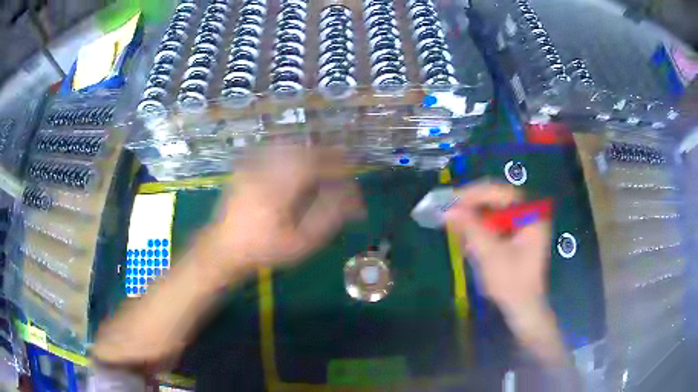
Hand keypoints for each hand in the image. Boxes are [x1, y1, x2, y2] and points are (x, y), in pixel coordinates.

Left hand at [203, 145, 363, 276]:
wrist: (225, 248)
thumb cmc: (265, 249)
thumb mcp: (301, 242)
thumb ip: (327, 217)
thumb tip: (350, 197)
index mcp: (279, 189)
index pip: (315, 166)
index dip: (336, 165)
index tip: (351, 169)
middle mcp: (265, 171)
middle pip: (301, 152)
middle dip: (324, 153)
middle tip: (342, 158)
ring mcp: (251, 167)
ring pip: (286, 148)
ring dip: (307, 150)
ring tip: (322, 158)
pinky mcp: (244, 169)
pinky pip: (270, 151)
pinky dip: (288, 151)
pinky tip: (294, 159)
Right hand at [445, 183, 550, 311]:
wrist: (523, 309)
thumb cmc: (511, 283)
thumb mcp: (490, 254)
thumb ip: (471, 228)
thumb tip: (448, 209)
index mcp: (531, 216)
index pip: (502, 192)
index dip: (476, 193)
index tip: (453, 200)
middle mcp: (529, 216)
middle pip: (498, 200)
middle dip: (473, 205)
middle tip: (450, 210)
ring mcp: (523, 227)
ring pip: (494, 212)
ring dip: (474, 217)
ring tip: (455, 223)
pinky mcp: (515, 239)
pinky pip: (495, 225)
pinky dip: (480, 229)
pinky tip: (467, 237)